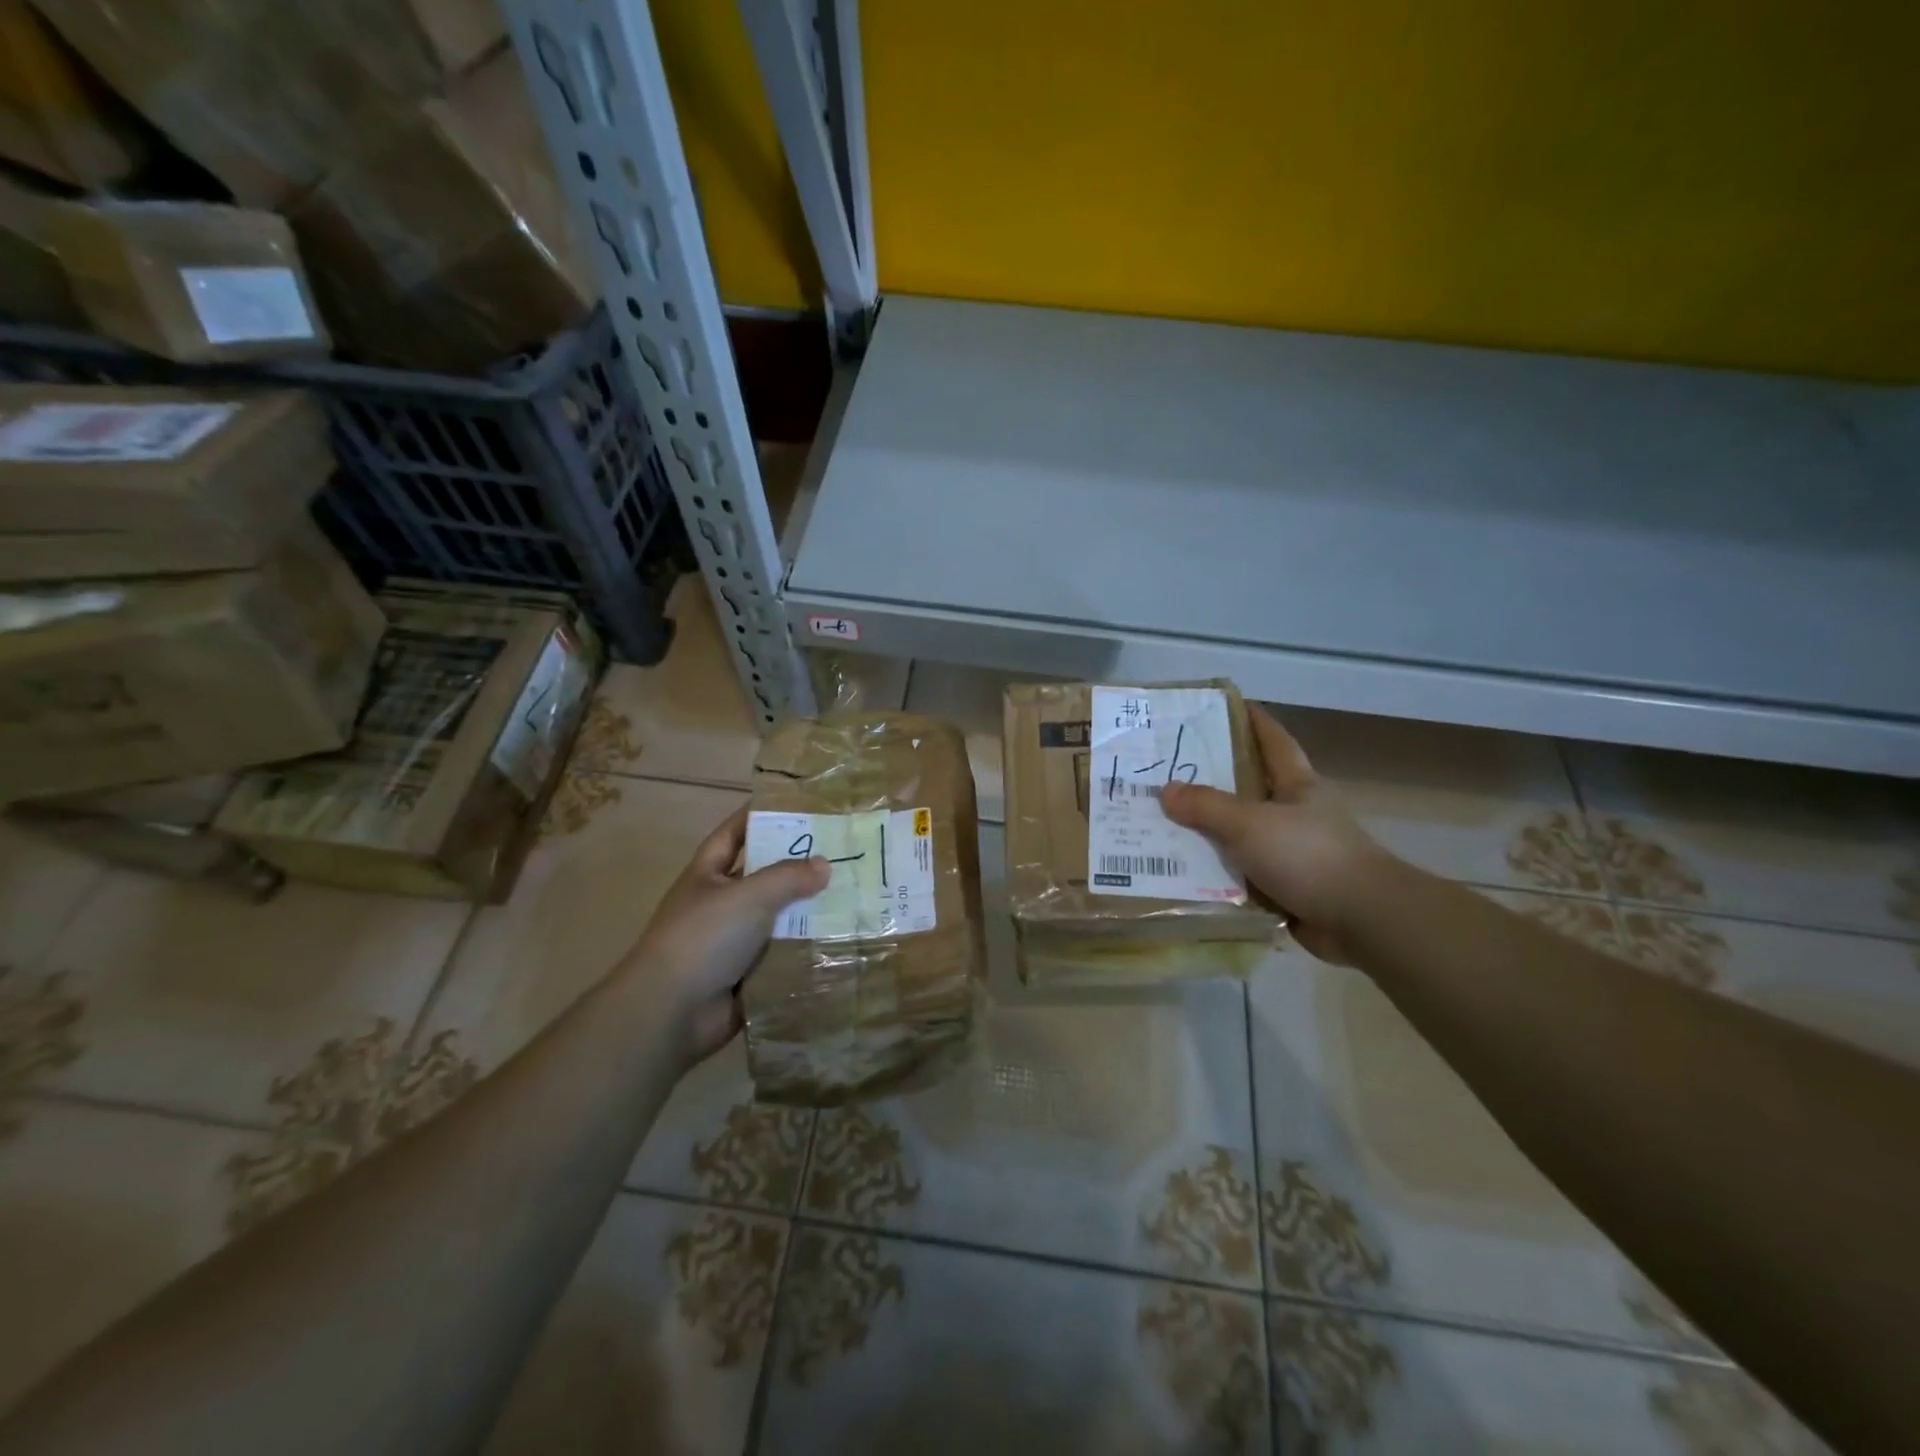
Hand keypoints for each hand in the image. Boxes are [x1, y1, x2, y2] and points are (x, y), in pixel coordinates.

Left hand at [623, 806, 828, 1066]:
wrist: (672, 1012)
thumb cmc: (704, 937)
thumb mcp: (748, 895)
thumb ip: (788, 876)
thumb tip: (824, 865)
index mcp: (708, 875)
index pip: (734, 834)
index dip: (759, 817)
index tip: (796, 805)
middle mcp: (720, 904)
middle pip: (764, 877)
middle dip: (797, 866)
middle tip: (841, 852)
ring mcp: (733, 942)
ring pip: (778, 917)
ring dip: (808, 911)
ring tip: (853, 895)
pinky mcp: (748, 974)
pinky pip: (783, 954)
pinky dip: (806, 949)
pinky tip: (841, 939)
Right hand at [1160, 706, 1398, 963]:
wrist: (1363, 920)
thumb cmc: (1309, 856)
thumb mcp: (1250, 824)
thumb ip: (1207, 807)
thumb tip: (1166, 791)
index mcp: (1297, 786)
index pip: (1275, 741)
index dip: (1254, 721)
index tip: (1227, 705)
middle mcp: (1296, 814)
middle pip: (1251, 788)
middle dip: (1215, 780)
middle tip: (1169, 771)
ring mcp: (1294, 853)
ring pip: (1243, 835)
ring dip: (1210, 834)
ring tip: (1163, 825)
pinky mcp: (1289, 889)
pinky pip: (1243, 875)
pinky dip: (1218, 876)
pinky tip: (1184, 876)